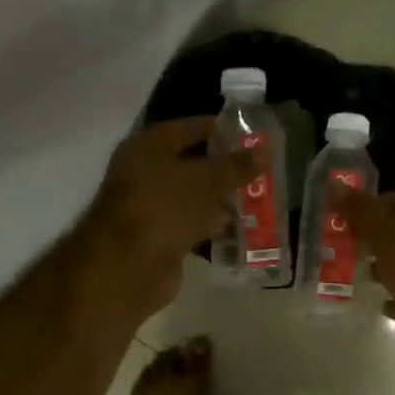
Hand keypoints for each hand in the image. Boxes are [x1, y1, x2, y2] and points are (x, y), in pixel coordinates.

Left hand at [78, 116, 256, 321]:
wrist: (127, 267)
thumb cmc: (164, 209)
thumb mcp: (206, 182)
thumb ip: (237, 166)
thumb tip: (266, 149)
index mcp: (150, 145)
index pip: (193, 127)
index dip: (225, 130)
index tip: (257, 137)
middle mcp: (147, 170)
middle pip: (195, 163)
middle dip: (227, 168)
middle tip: (263, 170)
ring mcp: (152, 205)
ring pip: (195, 195)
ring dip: (222, 199)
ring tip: (259, 199)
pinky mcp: (160, 236)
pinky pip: (193, 223)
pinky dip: (213, 224)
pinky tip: (241, 228)